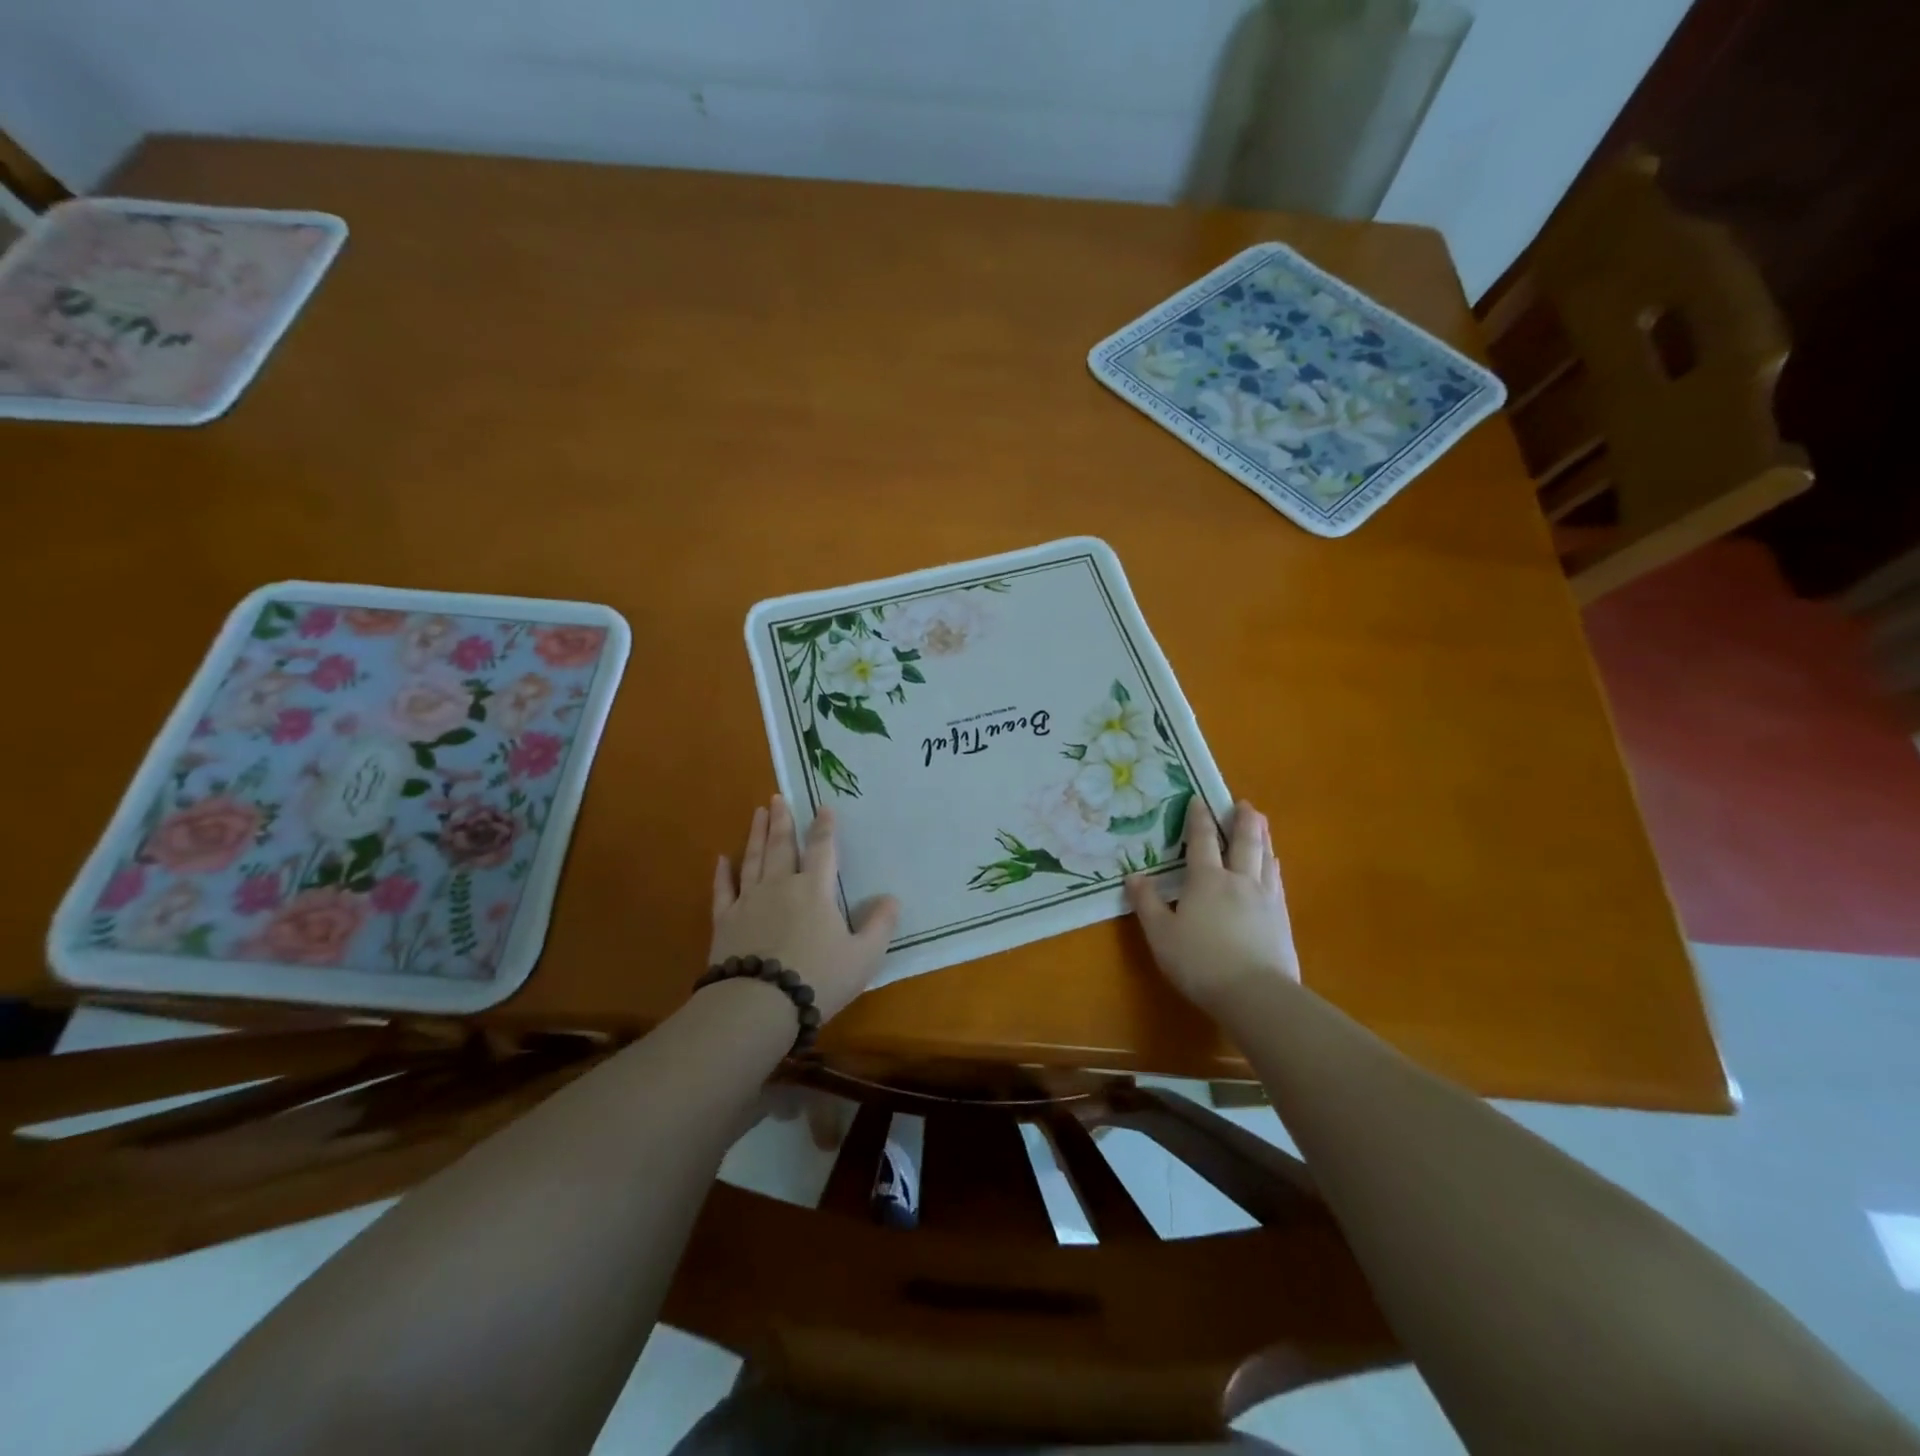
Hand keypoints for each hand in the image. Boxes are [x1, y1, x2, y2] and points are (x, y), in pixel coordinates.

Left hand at [710, 795, 899, 1021]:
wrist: (758, 1005)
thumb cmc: (818, 978)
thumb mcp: (863, 957)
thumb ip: (880, 926)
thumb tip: (892, 899)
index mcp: (815, 890)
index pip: (822, 850)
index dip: (825, 827)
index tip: (823, 807)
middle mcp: (781, 886)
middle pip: (782, 846)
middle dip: (781, 821)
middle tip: (777, 798)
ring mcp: (749, 901)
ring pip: (753, 860)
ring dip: (756, 835)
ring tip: (757, 813)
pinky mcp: (725, 921)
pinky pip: (723, 890)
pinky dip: (723, 873)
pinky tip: (722, 859)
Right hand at [1125, 796, 1299, 1012]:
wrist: (1255, 994)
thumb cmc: (1200, 962)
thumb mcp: (1161, 934)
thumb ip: (1147, 903)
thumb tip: (1134, 876)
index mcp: (1207, 880)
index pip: (1202, 841)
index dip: (1199, 819)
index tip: (1199, 799)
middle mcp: (1239, 880)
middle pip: (1244, 842)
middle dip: (1242, 820)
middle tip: (1244, 803)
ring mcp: (1265, 899)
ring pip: (1265, 858)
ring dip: (1262, 837)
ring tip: (1262, 825)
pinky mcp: (1282, 919)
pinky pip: (1278, 881)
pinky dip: (1273, 865)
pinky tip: (1275, 866)